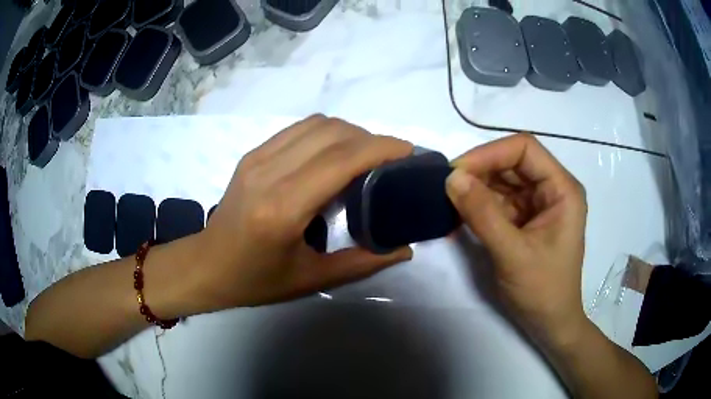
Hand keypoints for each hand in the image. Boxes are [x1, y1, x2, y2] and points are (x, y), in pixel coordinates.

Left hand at [195, 115, 413, 309]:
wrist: (207, 265)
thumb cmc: (256, 280)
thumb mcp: (311, 279)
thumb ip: (363, 263)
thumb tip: (404, 249)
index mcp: (283, 208)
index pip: (341, 160)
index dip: (380, 147)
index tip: (408, 151)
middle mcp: (269, 173)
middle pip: (332, 133)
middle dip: (371, 138)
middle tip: (392, 159)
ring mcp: (258, 157)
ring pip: (317, 124)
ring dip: (350, 132)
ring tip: (367, 155)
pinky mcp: (252, 153)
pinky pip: (299, 129)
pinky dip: (327, 133)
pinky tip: (335, 154)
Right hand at [446, 134, 587, 346]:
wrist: (549, 323)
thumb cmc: (542, 291)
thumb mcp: (513, 254)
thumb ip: (483, 214)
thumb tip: (451, 178)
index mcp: (562, 189)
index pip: (524, 149)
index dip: (490, 153)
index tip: (457, 172)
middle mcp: (552, 189)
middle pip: (512, 162)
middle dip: (480, 171)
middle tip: (447, 187)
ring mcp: (538, 204)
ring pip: (503, 181)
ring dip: (476, 188)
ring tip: (449, 201)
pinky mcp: (525, 219)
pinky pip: (499, 201)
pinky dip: (479, 205)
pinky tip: (460, 214)